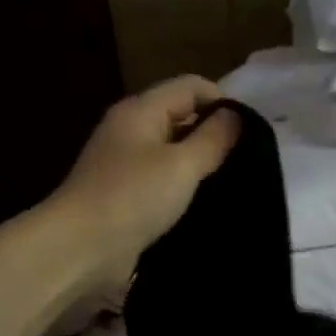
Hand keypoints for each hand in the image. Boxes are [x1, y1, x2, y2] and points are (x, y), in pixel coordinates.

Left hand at [48, 76, 241, 275]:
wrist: (82, 248)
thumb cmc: (133, 198)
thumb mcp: (181, 165)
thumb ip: (212, 139)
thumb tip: (236, 116)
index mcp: (141, 110)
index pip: (190, 87)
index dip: (223, 102)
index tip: (253, 133)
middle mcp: (131, 131)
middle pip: (181, 118)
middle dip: (214, 135)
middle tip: (249, 161)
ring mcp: (126, 165)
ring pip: (173, 154)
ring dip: (200, 166)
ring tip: (233, 184)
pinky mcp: (126, 197)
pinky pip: (163, 184)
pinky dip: (184, 190)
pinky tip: (205, 206)